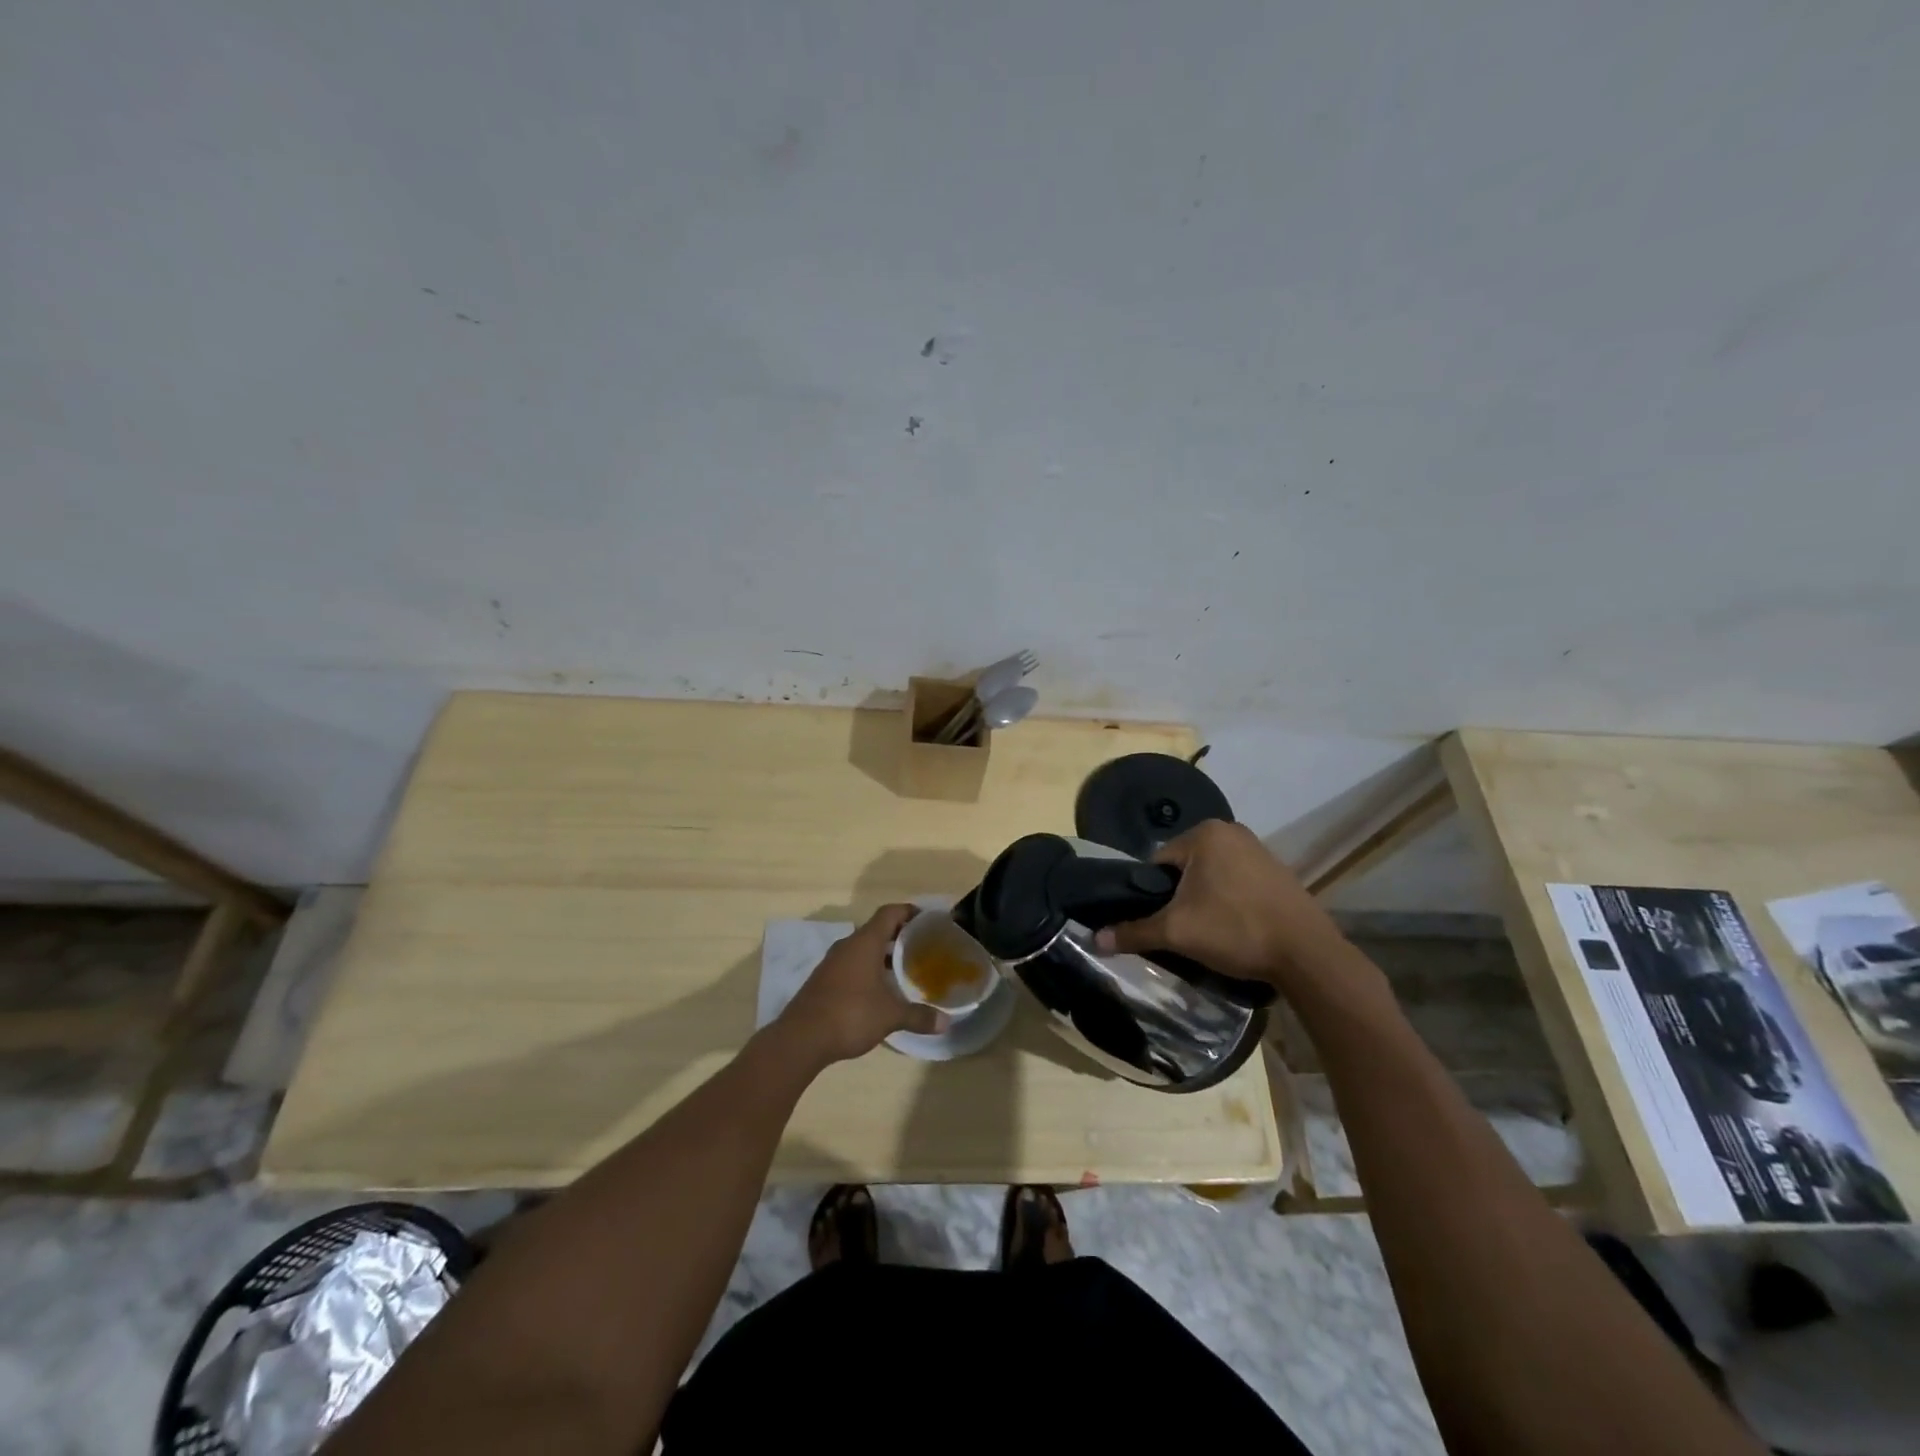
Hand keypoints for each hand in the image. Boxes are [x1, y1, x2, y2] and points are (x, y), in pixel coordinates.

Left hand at [777, 905, 947, 1064]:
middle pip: (877, 930)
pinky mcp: (823, 980)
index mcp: (865, 942)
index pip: (889, 913)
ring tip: (904, 969)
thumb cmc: (850, 1014)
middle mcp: (847, 946)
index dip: (909, 912)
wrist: (801, 1038)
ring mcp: (832, 963)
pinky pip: (851, 965)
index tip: (928, 920)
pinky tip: (879, 990)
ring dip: (882, 955)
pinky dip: (868, 969)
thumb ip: (918, 1016)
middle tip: (922, 947)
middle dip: (899, 936)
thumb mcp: (890, 1016)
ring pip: (862, 949)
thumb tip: (946, 1022)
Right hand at [1092, 820, 1348, 994]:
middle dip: (1180, 896)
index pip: (1158, 862)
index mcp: (1204, 833)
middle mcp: (1231, 830)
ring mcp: (1258, 848)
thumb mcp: (1177, 932)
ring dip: (1204, 899)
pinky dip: (1229, 900)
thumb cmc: (1235, 930)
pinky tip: (1235, 927)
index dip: (1153, 894)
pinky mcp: (1277, 870)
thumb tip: (1095, 939)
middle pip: (1184, 867)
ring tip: (1210, 932)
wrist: (1307, 954)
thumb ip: (1134, 931)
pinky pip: (1236, 880)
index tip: (1162, 921)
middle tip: (1185, 929)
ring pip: (1210, 875)